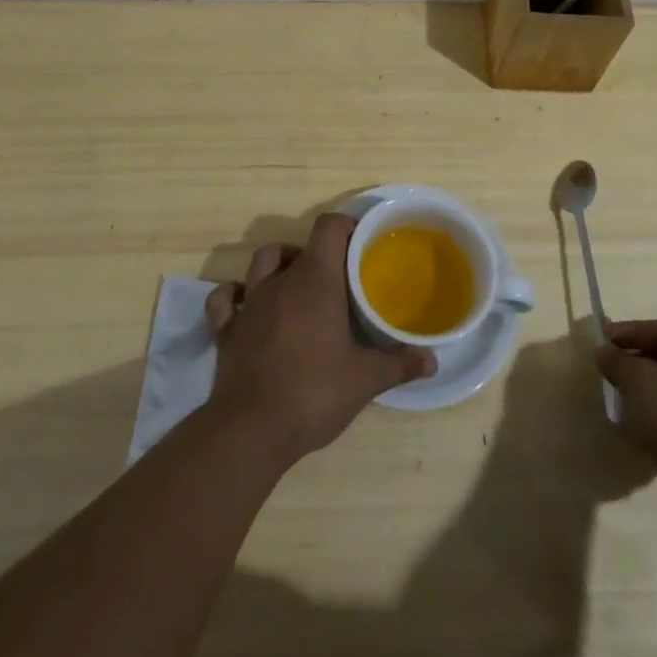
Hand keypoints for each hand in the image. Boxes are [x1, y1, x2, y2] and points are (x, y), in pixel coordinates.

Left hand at [205, 213, 433, 463]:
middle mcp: (280, 281)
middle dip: (319, 255)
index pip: (328, 228)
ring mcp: (249, 303)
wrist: (252, 429)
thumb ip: (399, 364)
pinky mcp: (226, 329)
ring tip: (298, 285)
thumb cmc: (314, 392)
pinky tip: (246, 305)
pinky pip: (224, 298)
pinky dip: (234, 294)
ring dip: (280, 265)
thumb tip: (431, 361)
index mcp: (316, 280)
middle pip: (299, 246)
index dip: (345, 227)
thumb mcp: (365, 380)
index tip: (362, 244)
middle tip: (338, 279)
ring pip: (262, 262)